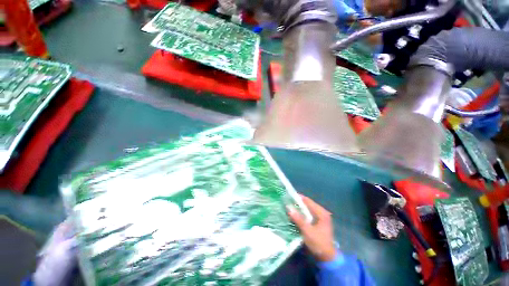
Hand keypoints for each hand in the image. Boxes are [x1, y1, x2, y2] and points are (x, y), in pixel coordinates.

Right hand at [287, 195, 336, 261]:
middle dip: (297, 203)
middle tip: (286, 201)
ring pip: (307, 210)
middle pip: (307, 204)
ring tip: (288, 206)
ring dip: (298, 209)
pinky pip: (308, 215)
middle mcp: (321, 213)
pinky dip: (301, 214)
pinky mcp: (317, 223)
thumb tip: (288, 207)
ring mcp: (320, 218)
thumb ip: (298, 219)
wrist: (327, 258)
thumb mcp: (307, 231)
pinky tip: (294, 215)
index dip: (298, 197)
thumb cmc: (319, 243)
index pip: (308, 201)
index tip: (288, 195)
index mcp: (321, 213)